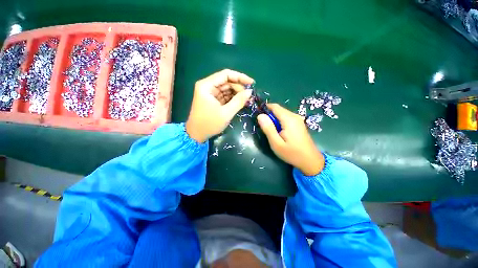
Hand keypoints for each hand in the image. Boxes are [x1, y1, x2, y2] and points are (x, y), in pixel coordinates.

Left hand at [186, 69, 253, 142]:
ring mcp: (210, 93)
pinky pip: (225, 96)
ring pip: (227, 89)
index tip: (251, 83)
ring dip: (237, 93)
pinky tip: (240, 102)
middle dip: (239, 88)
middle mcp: (207, 86)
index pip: (225, 74)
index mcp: (207, 86)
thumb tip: (250, 92)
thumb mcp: (226, 113)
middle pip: (226, 81)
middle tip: (249, 96)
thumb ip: (239, 101)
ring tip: (247, 100)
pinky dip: (233, 99)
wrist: (197, 135)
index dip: (240, 77)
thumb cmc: (209, 124)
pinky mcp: (213, 100)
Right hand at [257, 104, 324, 175]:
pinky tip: (279, 132)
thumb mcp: (276, 143)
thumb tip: (260, 116)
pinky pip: (286, 118)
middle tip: (263, 127)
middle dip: (269, 115)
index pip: (274, 106)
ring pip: (282, 114)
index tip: (257, 116)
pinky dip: (280, 122)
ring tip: (270, 131)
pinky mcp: (299, 124)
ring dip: (274, 119)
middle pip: (278, 110)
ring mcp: (298, 119)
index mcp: (289, 119)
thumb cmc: (292, 153)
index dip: (265, 109)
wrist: (310, 161)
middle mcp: (294, 116)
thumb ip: (268, 128)